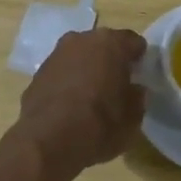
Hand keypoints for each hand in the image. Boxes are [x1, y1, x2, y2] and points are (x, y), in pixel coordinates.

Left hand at [17, 27, 147, 172]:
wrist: (46, 141)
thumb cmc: (98, 125)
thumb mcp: (132, 118)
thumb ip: (137, 97)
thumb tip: (134, 90)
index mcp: (110, 43)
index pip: (134, 42)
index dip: (140, 59)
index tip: (141, 76)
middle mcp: (82, 39)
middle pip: (104, 45)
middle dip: (112, 61)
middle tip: (119, 85)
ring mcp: (57, 53)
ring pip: (81, 56)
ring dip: (88, 69)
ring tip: (94, 95)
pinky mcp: (38, 72)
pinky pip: (62, 72)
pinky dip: (69, 82)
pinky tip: (71, 104)